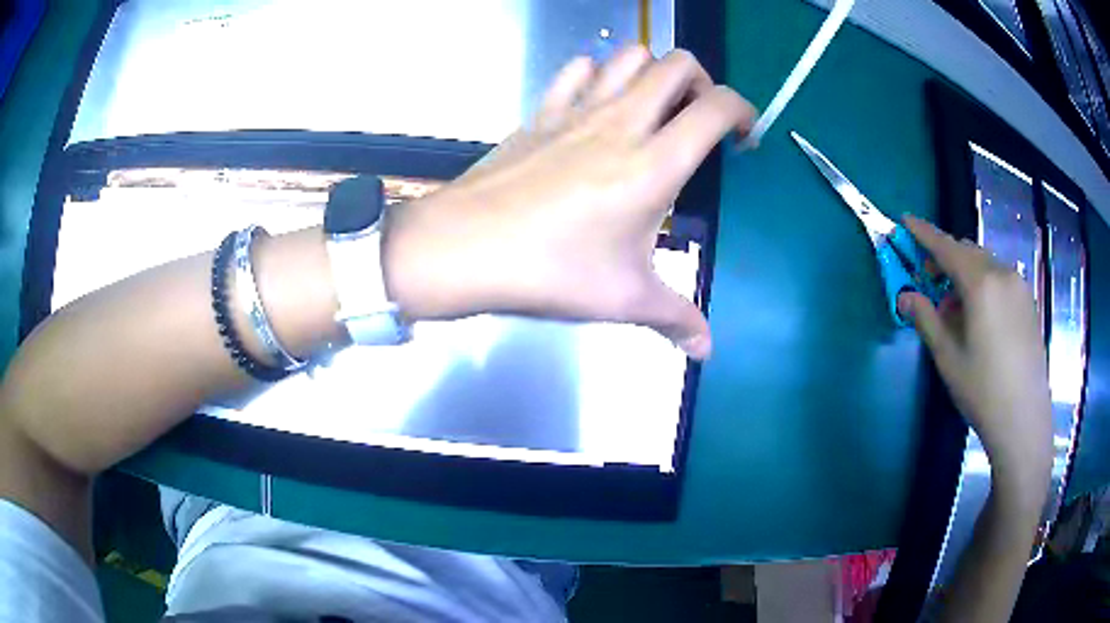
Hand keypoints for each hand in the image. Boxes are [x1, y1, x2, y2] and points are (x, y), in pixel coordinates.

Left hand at [381, 47, 756, 358]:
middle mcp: (622, 122)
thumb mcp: (623, 300)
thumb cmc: (549, 271)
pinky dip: (598, 75)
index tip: (744, 137)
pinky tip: (597, 106)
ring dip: (653, 73)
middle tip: (699, 121)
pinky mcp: (542, 112)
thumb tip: (706, 350)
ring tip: (653, 110)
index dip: (744, 112)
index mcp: (655, 163)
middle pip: (678, 64)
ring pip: (629, 56)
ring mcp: (577, 110)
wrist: (463, 248)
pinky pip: (578, 70)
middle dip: (703, 83)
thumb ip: (676, 319)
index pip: (717, 107)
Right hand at [897, 216, 1051, 492]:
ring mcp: (1019, 287)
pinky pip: (1001, 279)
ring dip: (966, 274)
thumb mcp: (948, 358)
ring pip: (986, 264)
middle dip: (946, 259)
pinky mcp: (1028, 302)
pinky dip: (984, 285)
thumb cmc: (982, 391)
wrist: (1024, 419)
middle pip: (968, 251)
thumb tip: (904, 297)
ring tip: (956, 309)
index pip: (947, 247)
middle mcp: (1002, 274)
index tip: (906, 221)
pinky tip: (981, 317)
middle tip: (929, 281)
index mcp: (981, 284)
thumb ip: (926, 320)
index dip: (924, 233)